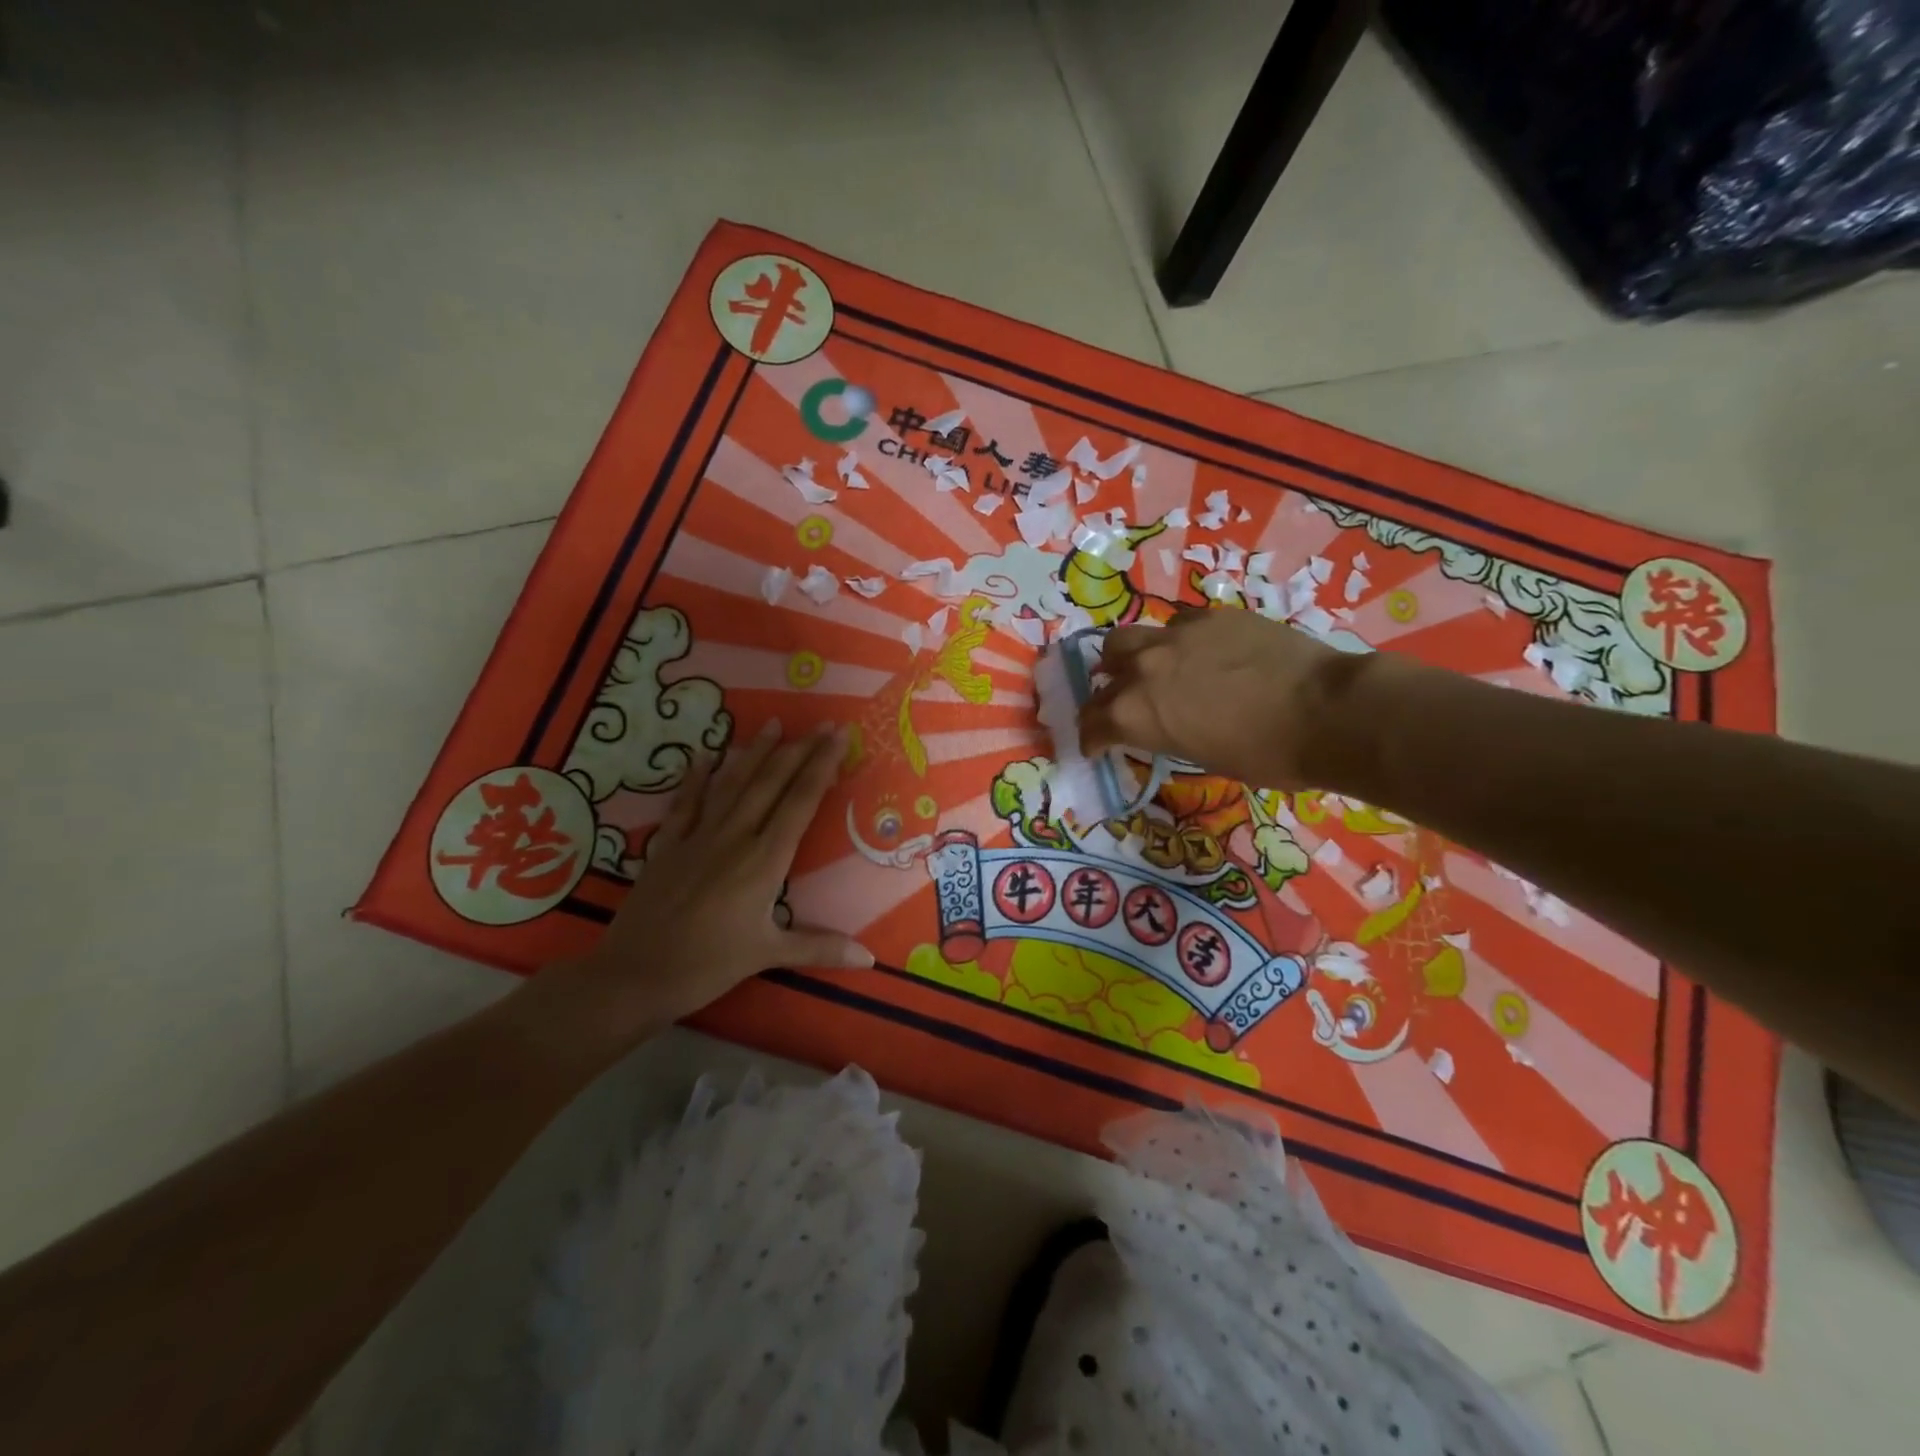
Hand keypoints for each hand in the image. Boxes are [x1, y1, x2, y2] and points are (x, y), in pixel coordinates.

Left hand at [537, 720, 872, 1047]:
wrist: (634, 975)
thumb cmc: (707, 966)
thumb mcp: (768, 955)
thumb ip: (820, 948)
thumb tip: (870, 960)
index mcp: (764, 861)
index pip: (800, 802)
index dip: (821, 766)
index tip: (837, 737)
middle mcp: (735, 838)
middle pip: (771, 784)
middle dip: (798, 750)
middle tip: (820, 723)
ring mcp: (698, 837)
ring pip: (732, 784)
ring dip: (755, 752)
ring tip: (773, 723)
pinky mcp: (668, 845)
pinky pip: (686, 802)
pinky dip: (696, 776)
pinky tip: (705, 754)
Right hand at [1079, 608, 1359, 789]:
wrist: (1326, 710)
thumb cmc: (1266, 754)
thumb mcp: (1203, 758)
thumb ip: (1168, 734)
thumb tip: (1168, 726)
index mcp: (1135, 713)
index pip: (1092, 722)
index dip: (1091, 738)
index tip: (1096, 746)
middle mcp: (1144, 667)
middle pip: (1105, 667)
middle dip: (1107, 687)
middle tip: (1123, 702)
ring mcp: (1177, 634)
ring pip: (1133, 636)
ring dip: (1133, 656)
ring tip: (1154, 669)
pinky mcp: (1212, 616)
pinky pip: (1179, 625)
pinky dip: (1178, 642)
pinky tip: (1201, 653)